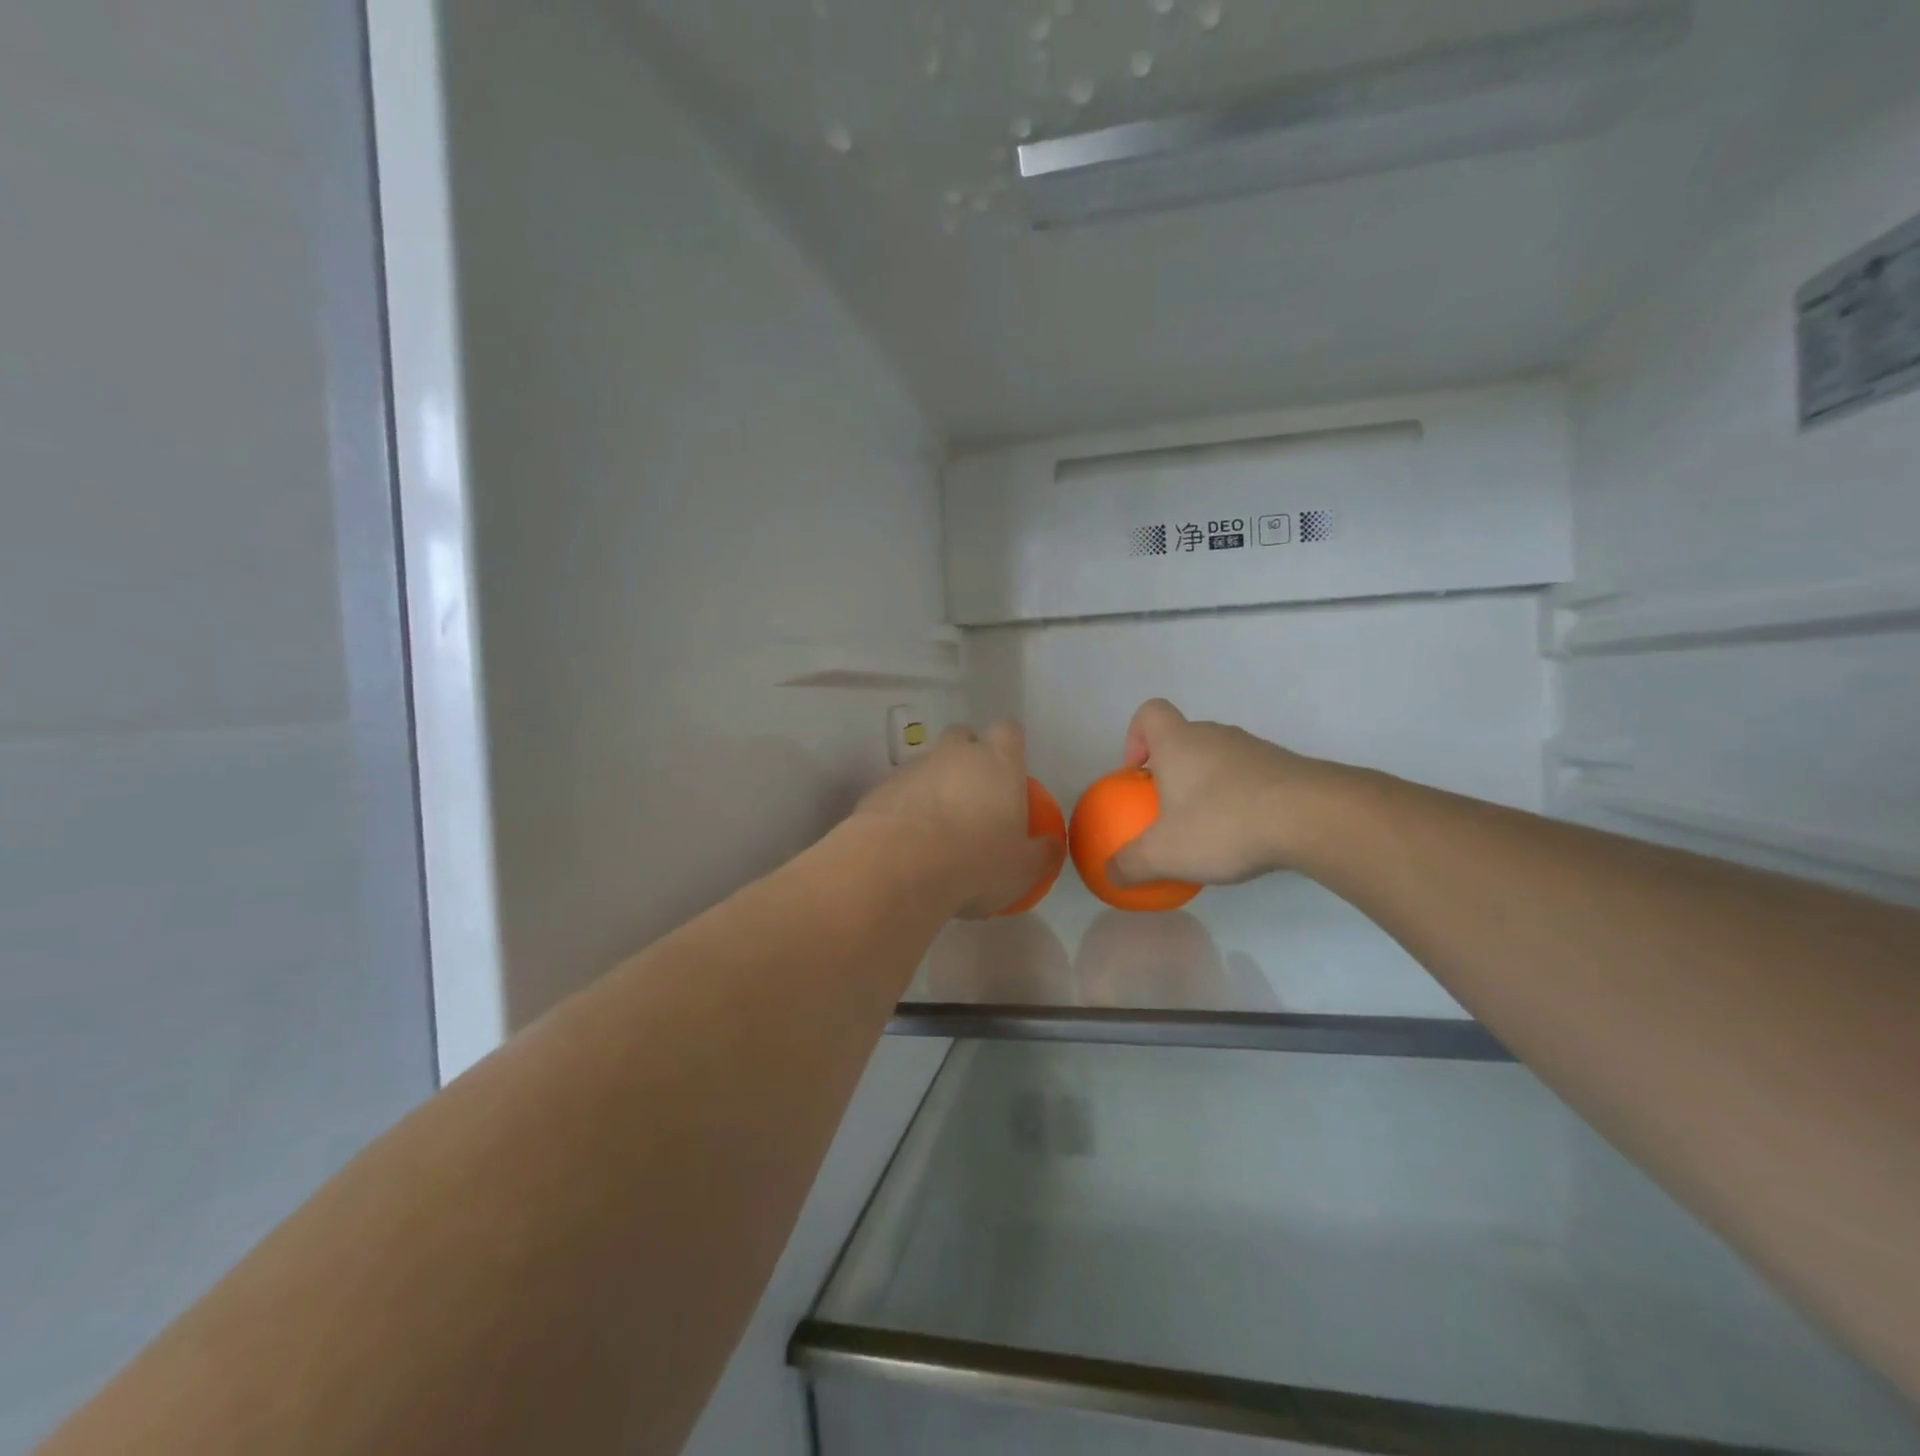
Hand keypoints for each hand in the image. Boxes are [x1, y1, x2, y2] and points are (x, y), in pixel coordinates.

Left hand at [855, 721, 1062, 918]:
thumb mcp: (1022, 869)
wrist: (901, 866)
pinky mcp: (882, 787)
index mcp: (998, 763)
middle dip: (967, 755)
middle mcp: (956, 754)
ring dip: (934, 783)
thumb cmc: (976, 862)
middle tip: (973, 793)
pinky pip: (900, 788)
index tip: (1009, 767)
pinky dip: (906, 805)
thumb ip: (1041, 853)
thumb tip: (1052, 845)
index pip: (1008, 730)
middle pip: (963, 736)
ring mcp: (915, 767)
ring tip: (935, 825)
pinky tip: (906, 838)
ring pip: (928, 762)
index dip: (1009, 744)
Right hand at [1107, 699, 1340, 886]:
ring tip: (1211, 829)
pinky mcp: (1285, 767)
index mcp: (1178, 742)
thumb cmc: (1223, 823)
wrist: (1313, 817)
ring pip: (1219, 758)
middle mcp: (1214, 735)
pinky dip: (1242, 799)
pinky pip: (1250, 777)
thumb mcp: (1165, 854)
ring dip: (1209, 786)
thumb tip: (1111, 873)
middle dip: (1172, 770)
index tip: (1139, 774)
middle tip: (1170, 811)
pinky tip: (1247, 835)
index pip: (1150, 713)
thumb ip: (1131, 864)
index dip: (1136, 736)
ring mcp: (1254, 748)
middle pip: (1184, 738)